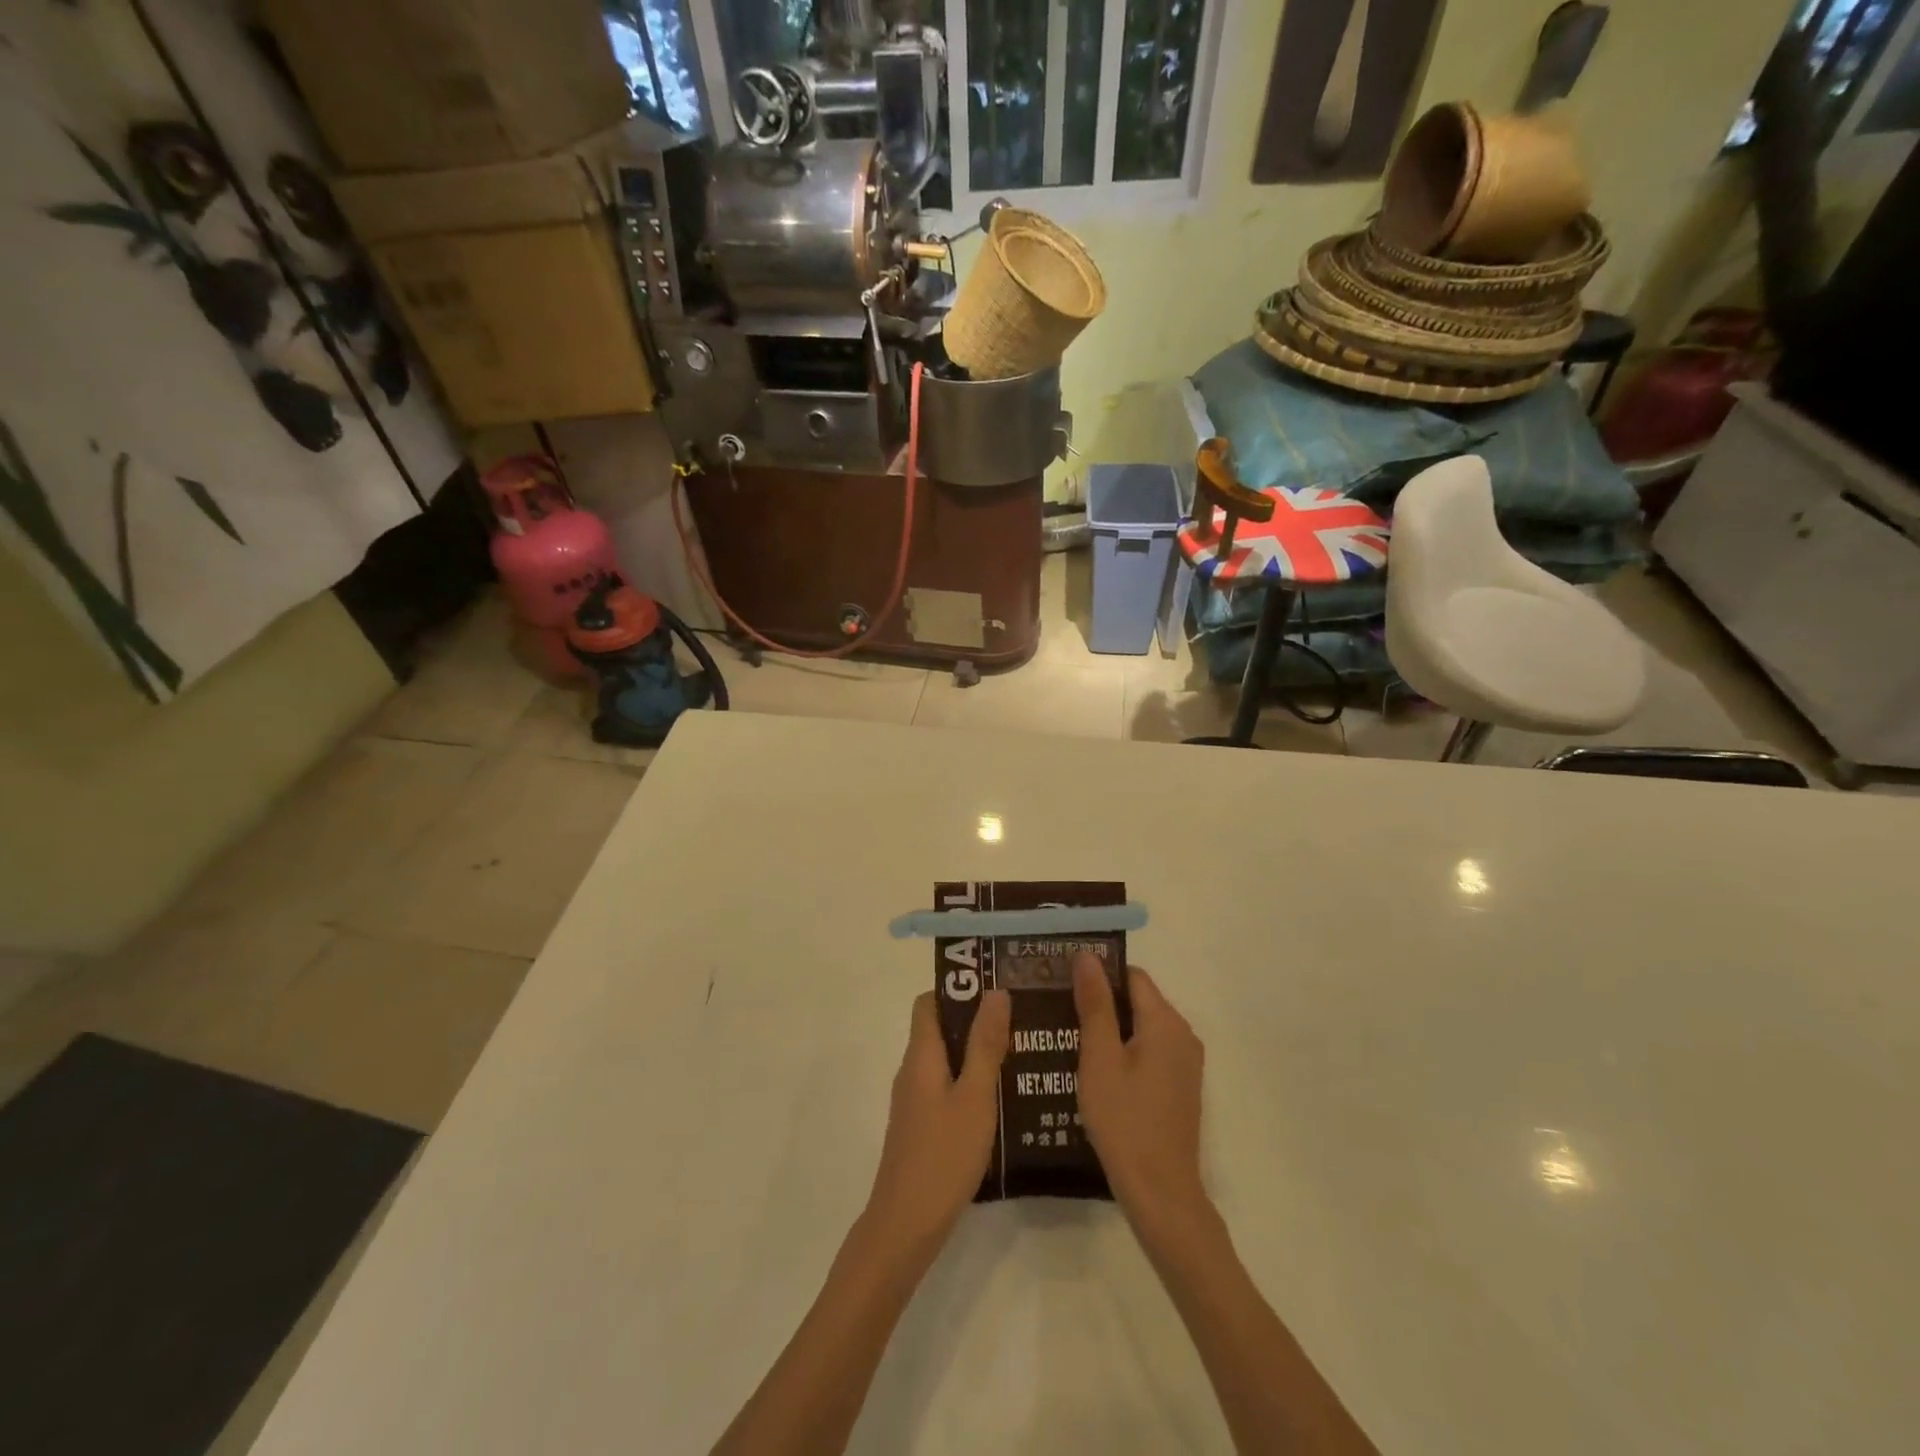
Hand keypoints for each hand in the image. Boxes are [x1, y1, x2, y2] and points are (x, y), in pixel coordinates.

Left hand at [863, 989, 1010, 1264]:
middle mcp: (913, 1070)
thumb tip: (995, 991)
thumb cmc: (943, 1155)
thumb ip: (986, 1044)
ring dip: (977, 1053)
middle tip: (1020, 1021)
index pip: (930, 1002)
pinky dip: (971, 1083)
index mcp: (921, 1055)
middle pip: (941, 1029)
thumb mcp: (975, 1096)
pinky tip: (1003, 1100)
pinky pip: (947, 1088)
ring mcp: (915, 1101)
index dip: (959, 989)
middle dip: (976, 1021)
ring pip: (947, 1061)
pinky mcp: (922, 1127)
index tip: (996, 989)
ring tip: (1021, 1055)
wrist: (905, 1226)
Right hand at [1072, 954, 1207, 1232]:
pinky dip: (1125, 1051)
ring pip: (1143, 1027)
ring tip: (1070, 1038)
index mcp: (1165, 1021)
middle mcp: (1183, 1034)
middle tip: (1060, 1010)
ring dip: (1111, 1028)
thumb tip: (1087, 956)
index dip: (1098, 974)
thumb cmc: (1124, 1120)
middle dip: (1102, 1001)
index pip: (1131, 975)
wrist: (1161, 1192)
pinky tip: (1096, 1070)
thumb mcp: (1099, 1058)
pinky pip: (1150, 1051)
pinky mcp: (1181, 1086)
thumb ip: (1094, 1004)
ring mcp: (1185, 1063)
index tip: (1064, 983)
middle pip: (1138, 999)